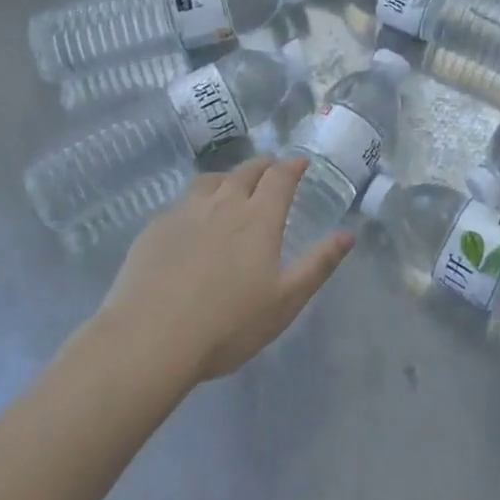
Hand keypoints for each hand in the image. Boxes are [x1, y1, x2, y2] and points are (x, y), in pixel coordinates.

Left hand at [99, 157, 352, 384]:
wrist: (151, 338)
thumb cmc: (228, 324)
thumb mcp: (285, 301)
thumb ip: (318, 265)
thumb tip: (348, 234)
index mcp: (258, 219)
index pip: (280, 178)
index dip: (292, 166)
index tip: (300, 162)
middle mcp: (224, 204)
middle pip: (246, 172)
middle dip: (263, 165)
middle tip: (271, 167)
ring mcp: (185, 213)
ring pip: (211, 181)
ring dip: (228, 177)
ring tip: (231, 185)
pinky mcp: (155, 228)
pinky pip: (181, 203)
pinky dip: (196, 202)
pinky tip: (191, 220)